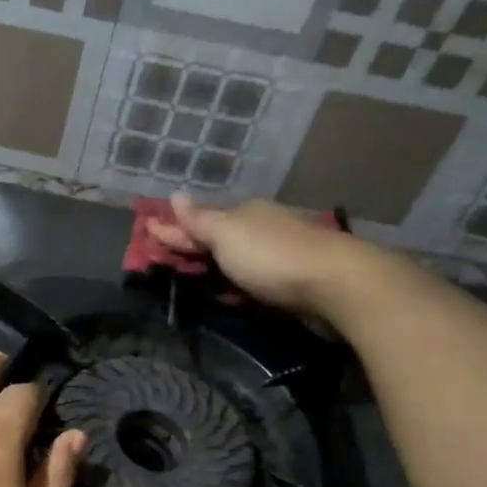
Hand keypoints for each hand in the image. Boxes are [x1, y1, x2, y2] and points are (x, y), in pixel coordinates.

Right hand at [145, 192, 363, 316]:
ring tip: (193, 277)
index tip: (148, 235)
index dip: (173, 229)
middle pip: (220, 238)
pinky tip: (230, 292)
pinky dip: (238, 284)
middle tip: (166, 259)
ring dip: (217, 266)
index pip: (199, 219)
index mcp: (245, 213)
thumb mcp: (226, 234)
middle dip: (194, 246)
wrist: (338, 285)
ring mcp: (282, 254)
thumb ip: (199, 220)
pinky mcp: (296, 282)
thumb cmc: (271, 256)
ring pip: (239, 259)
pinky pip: (256, 281)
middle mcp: (263, 228)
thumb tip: (175, 194)